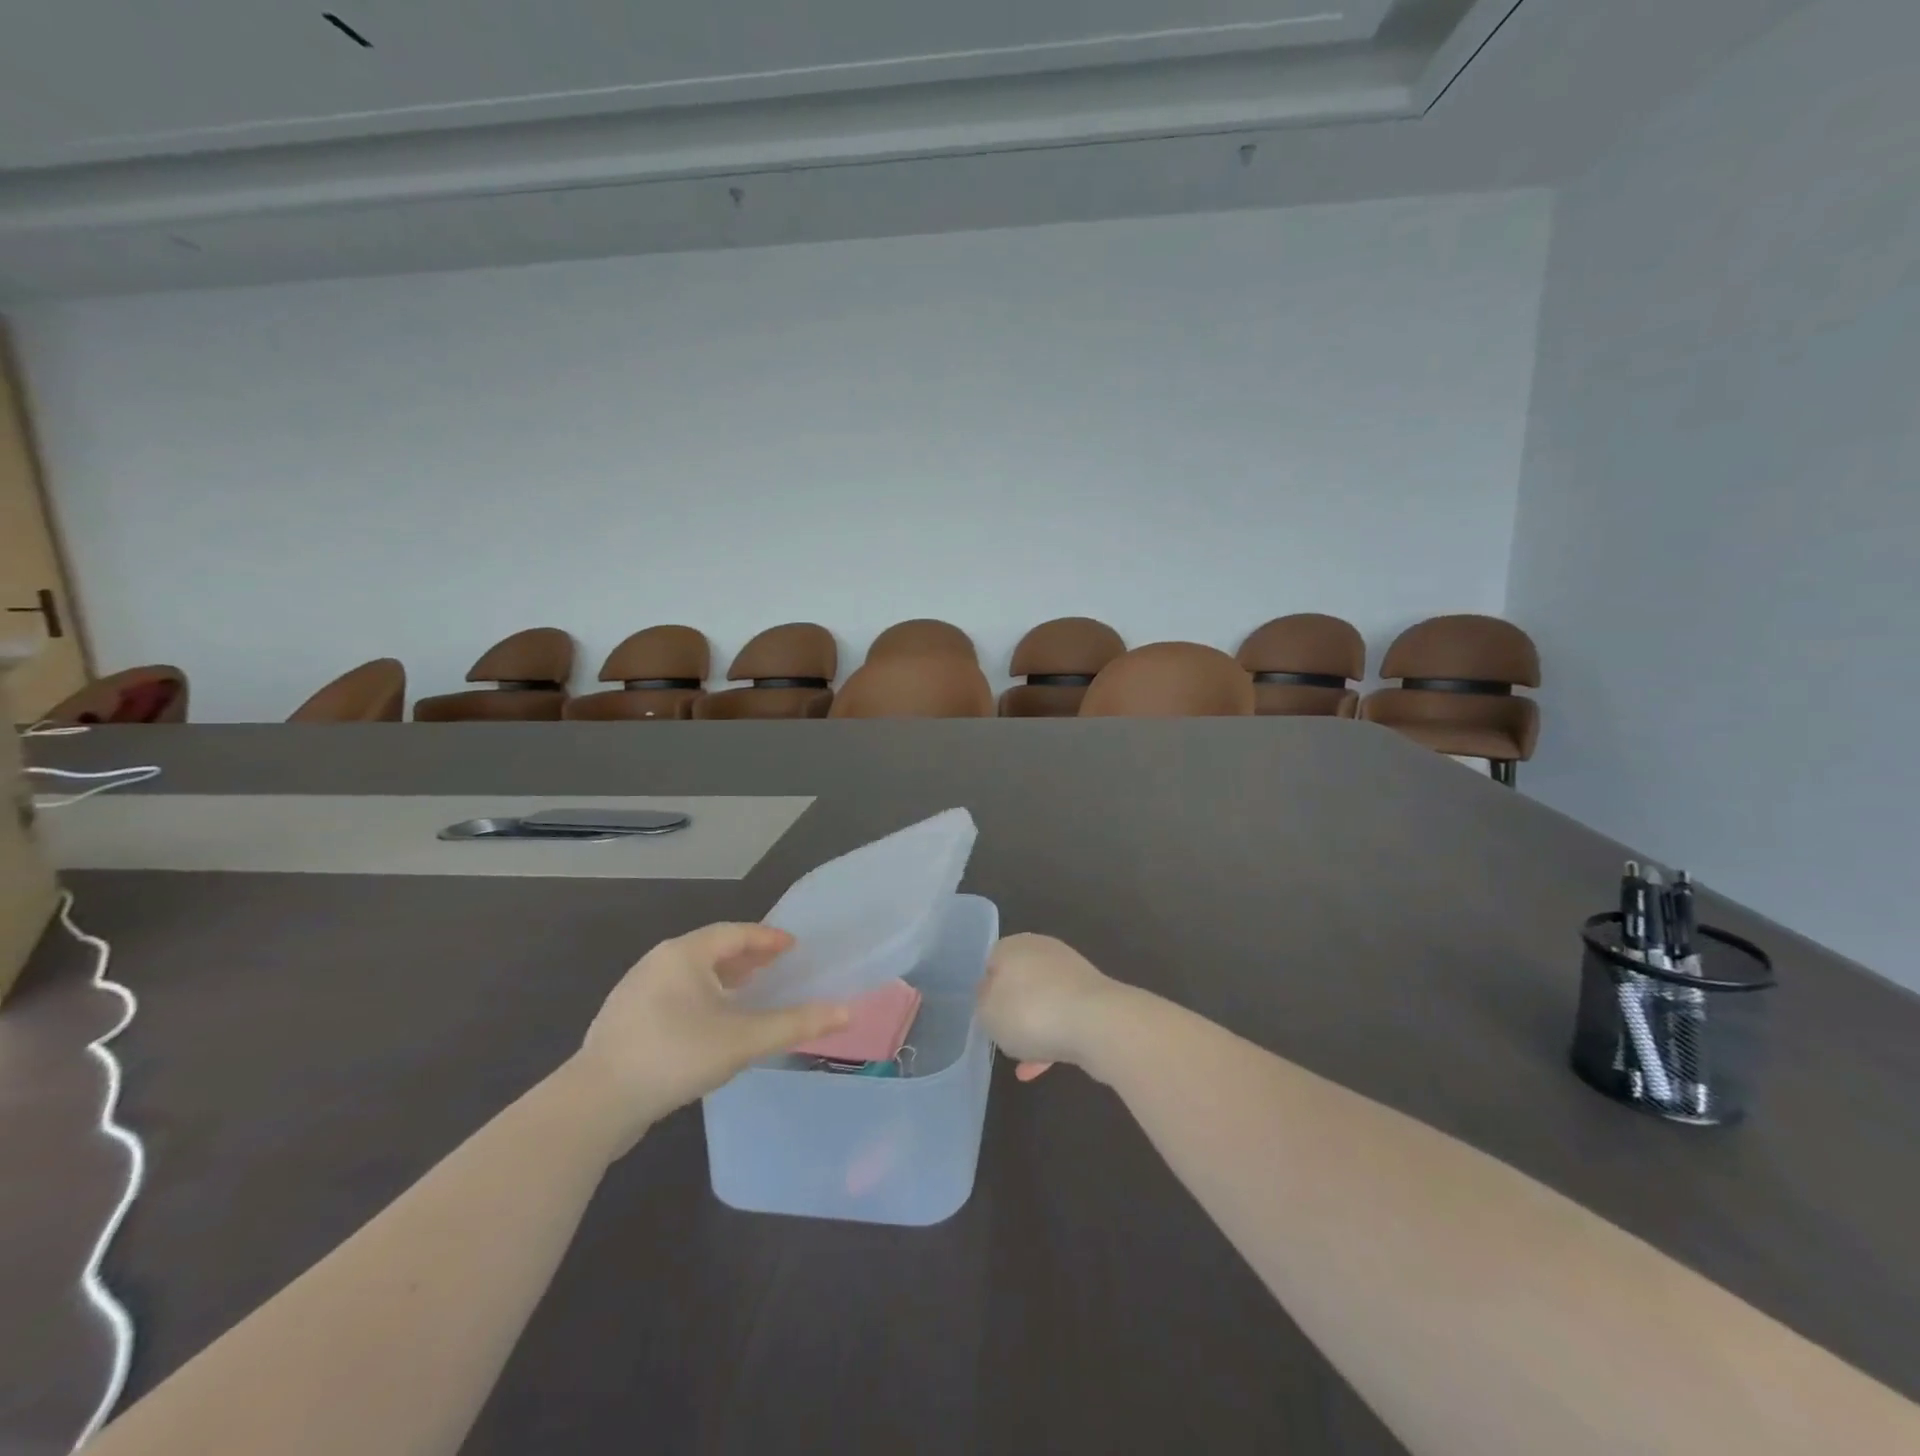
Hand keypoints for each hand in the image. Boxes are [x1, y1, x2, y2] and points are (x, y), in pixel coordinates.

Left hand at [571, 923, 848, 1150]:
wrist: (595, 1103)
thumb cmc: (675, 1056)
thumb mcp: (743, 1040)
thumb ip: (795, 1024)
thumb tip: (847, 1013)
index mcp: (684, 954)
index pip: (736, 933)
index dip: (767, 938)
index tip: (793, 947)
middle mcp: (658, 962)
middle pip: (712, 950)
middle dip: (746, 957)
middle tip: (776, 967)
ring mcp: (636, 991)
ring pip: (690, 974)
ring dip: (723, 979)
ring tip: (749, 993)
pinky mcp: (624, 1020)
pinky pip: (674, 995)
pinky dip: (701, 998)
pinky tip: (711, 1024)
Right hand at [977, 933, 1126, 1082]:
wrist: (1098, 1024)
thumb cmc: (1031, 1012)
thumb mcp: (987, 1011)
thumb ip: (983, 1002)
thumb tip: (990, 994)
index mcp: (1014, 946)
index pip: (992, 961)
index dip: (986, 990)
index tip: (986, 1016)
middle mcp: (1043, 951)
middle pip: (1019, 982)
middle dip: (1012, 1010)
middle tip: (1004, 1037)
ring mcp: (1072, 974)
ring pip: (1042, 1002)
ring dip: (1033, 1029)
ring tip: (1023, 1063)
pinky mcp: (1093, 998)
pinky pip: (1064, 1019)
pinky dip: (1052, 1040)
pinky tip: (1040, 1069)